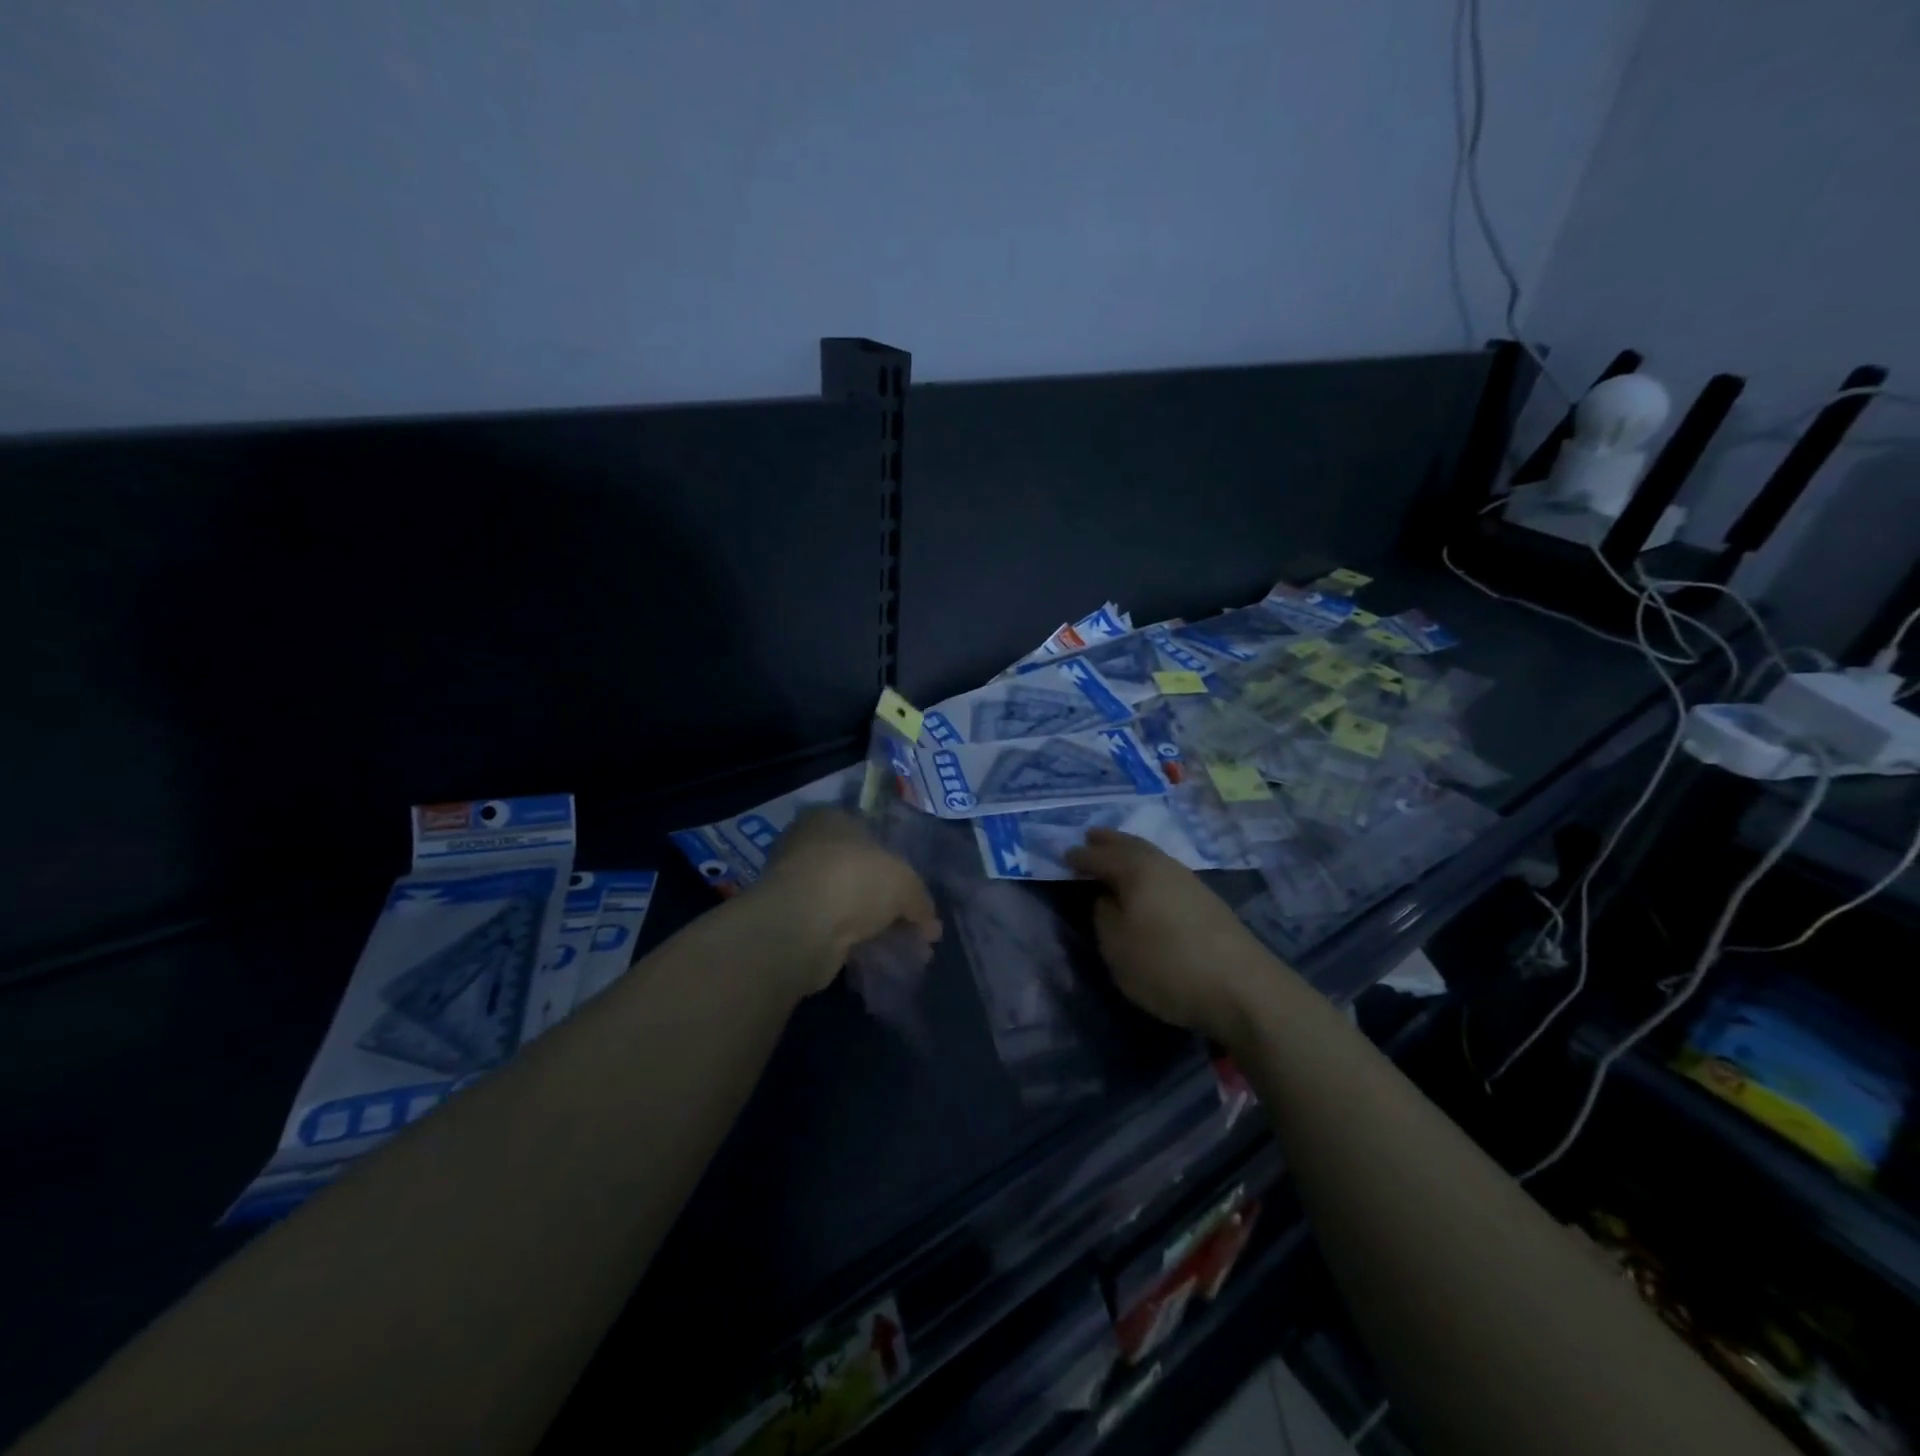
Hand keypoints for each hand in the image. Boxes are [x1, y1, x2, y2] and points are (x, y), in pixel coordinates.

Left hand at [753, 810, 941, 989]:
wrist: (802, 926)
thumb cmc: (855, 879)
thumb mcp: (905, 882)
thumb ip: (920, 900)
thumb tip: (931, 926)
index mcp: (830, 819)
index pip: (869, 835)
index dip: (897, 865)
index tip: (915, 894)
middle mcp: (808, 846)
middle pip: (859, 873)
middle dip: (889, 903)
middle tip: (916, 929)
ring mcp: (796, 886)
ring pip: (847, 905)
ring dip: (875, 928)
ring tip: (905, 953)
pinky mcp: (791, 924)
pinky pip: (833, 930)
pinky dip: (855, 943)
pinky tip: (879, 960)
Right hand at [1066, 828, 1282, 1044]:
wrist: (1244, 989)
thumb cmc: (1168, 966)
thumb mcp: (1117, 948)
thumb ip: (1104, 916)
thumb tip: (1106, 897)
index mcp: (1136, 870)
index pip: (1100, 856)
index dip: (1080, 857)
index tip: (1063, 856)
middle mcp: (1163, 865)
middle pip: (1131, 845)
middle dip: (1109, 841)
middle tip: (1090, 837)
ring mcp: (1189, 881)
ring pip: (1151, 856)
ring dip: (1130, 853)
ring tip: (1116, 856)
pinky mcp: (1207, 901)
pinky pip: (1165, 871)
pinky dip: (1148, 869)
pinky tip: (1148, 883)